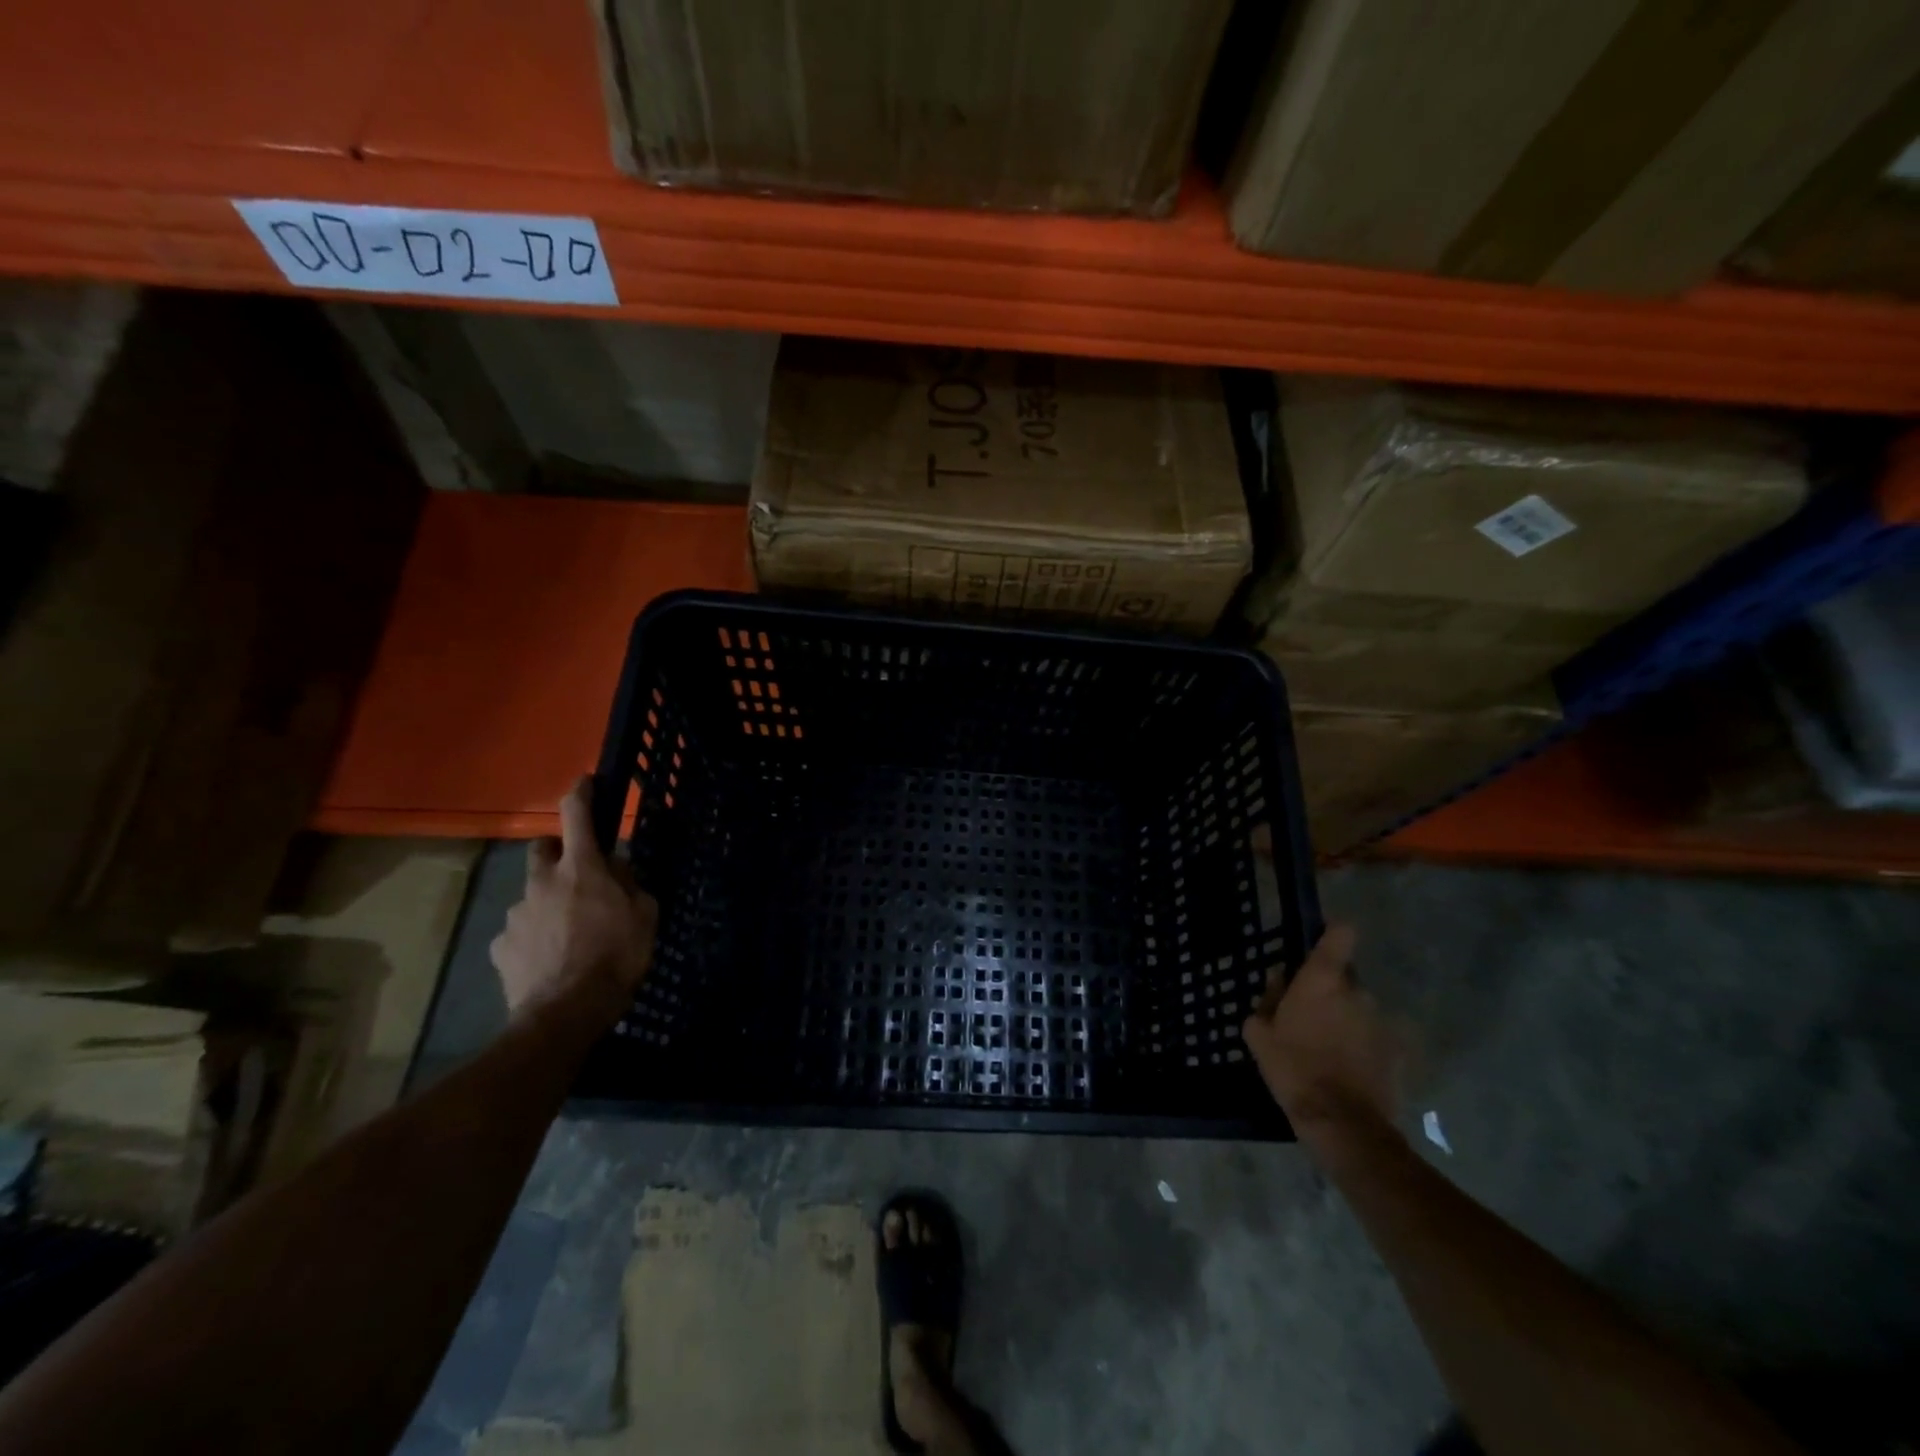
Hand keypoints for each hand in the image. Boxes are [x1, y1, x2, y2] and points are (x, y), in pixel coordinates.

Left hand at [490, 777, 657, 1029]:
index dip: (581, 793)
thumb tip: (617, 868)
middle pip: (540, 848)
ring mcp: (516, 914)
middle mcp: (542, 882)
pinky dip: (533, 937)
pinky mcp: (500, 946)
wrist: (565, 1013)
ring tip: (568, 933)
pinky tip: (549, 958)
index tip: (584, 781)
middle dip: (555, 851)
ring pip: (531, 895)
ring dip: (547, 902)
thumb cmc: (615, 956)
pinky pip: (519, 932)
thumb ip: (631, 885)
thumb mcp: (645, 915)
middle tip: (575, 872)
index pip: (576, 815)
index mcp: (581, 868)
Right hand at [1243, 923, 1403, 1135]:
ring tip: (1325, 1049)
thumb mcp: (1258, 1033)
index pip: (1341, 934)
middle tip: (1306, 1017)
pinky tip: (1345, 1070)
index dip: (1332, 934)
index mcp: (1323, 980)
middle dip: (1328, 991)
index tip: (1319, 945)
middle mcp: (1357, 991)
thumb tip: (1279, 986)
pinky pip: (1372, 1037)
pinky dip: (1361, 1046)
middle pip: (1344, 977)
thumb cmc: (1293, 1068)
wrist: (1342, 1123)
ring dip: (1345, 1019)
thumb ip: (1267, 1001)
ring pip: (1358, 1008)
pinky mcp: (1396, 1052)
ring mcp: (1381, 1022)